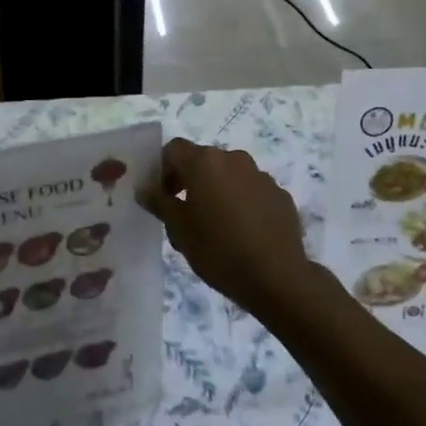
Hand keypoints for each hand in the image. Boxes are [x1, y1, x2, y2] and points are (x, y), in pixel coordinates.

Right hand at [144, 138, 317, 317]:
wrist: (277, 276)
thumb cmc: (219, 250)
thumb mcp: (179, 230)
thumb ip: (160, 202)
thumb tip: (145, 188)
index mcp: (205, 162)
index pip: (174, 149)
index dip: (162, 169)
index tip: (162, 197)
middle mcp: (233, 159)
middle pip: (203, 160)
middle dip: (190, 181)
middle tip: (184, 214)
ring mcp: (260, 175)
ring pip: (229, 175)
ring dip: (217, 191)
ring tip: (215, 226)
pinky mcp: (279, 194)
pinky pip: (252, 190)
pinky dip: (241, 202)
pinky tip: (242, 232)